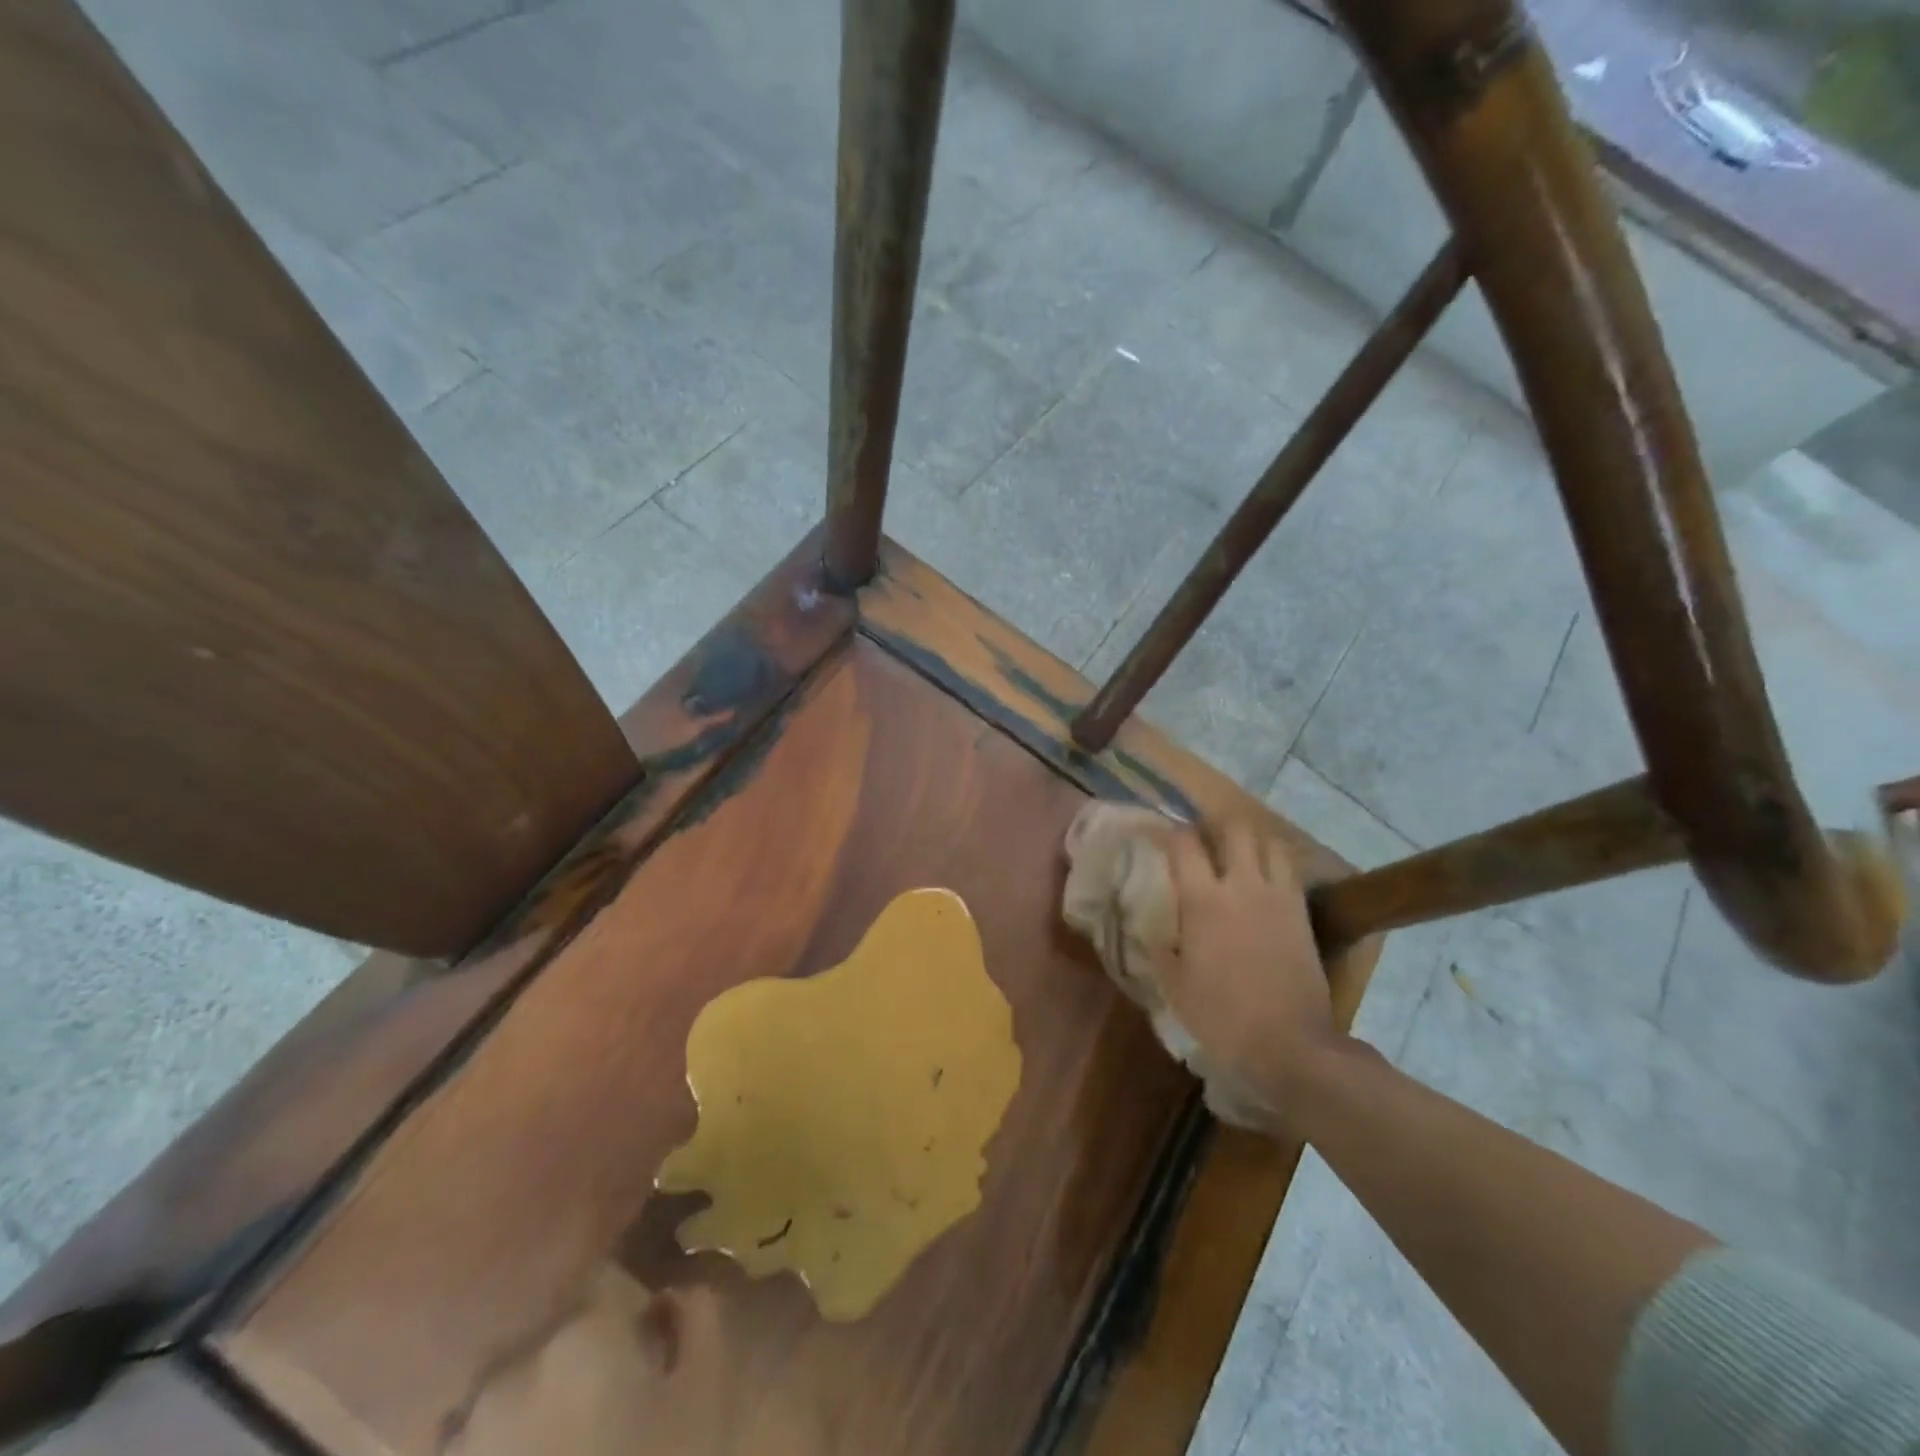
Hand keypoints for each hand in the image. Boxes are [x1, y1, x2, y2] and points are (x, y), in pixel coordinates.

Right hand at [1160, 819, 1337, 1116]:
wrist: (1291, 1043)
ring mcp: (1277, 896)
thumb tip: (1154, 930)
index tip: (1161, 838)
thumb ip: (1162, 949)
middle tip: (1203, 835)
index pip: (1184, 844)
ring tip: (1237, 849)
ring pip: (1268, 841)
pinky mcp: (1302, 912)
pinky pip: (1289, 869)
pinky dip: (1274, 861)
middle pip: (1234, 828)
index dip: (1170, 833)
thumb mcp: (1176, 986)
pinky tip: (1264, 876)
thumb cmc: (1223, 1017)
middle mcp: (1242, 886)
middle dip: (1215, 822)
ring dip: (1250, 838)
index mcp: (1203, 901)